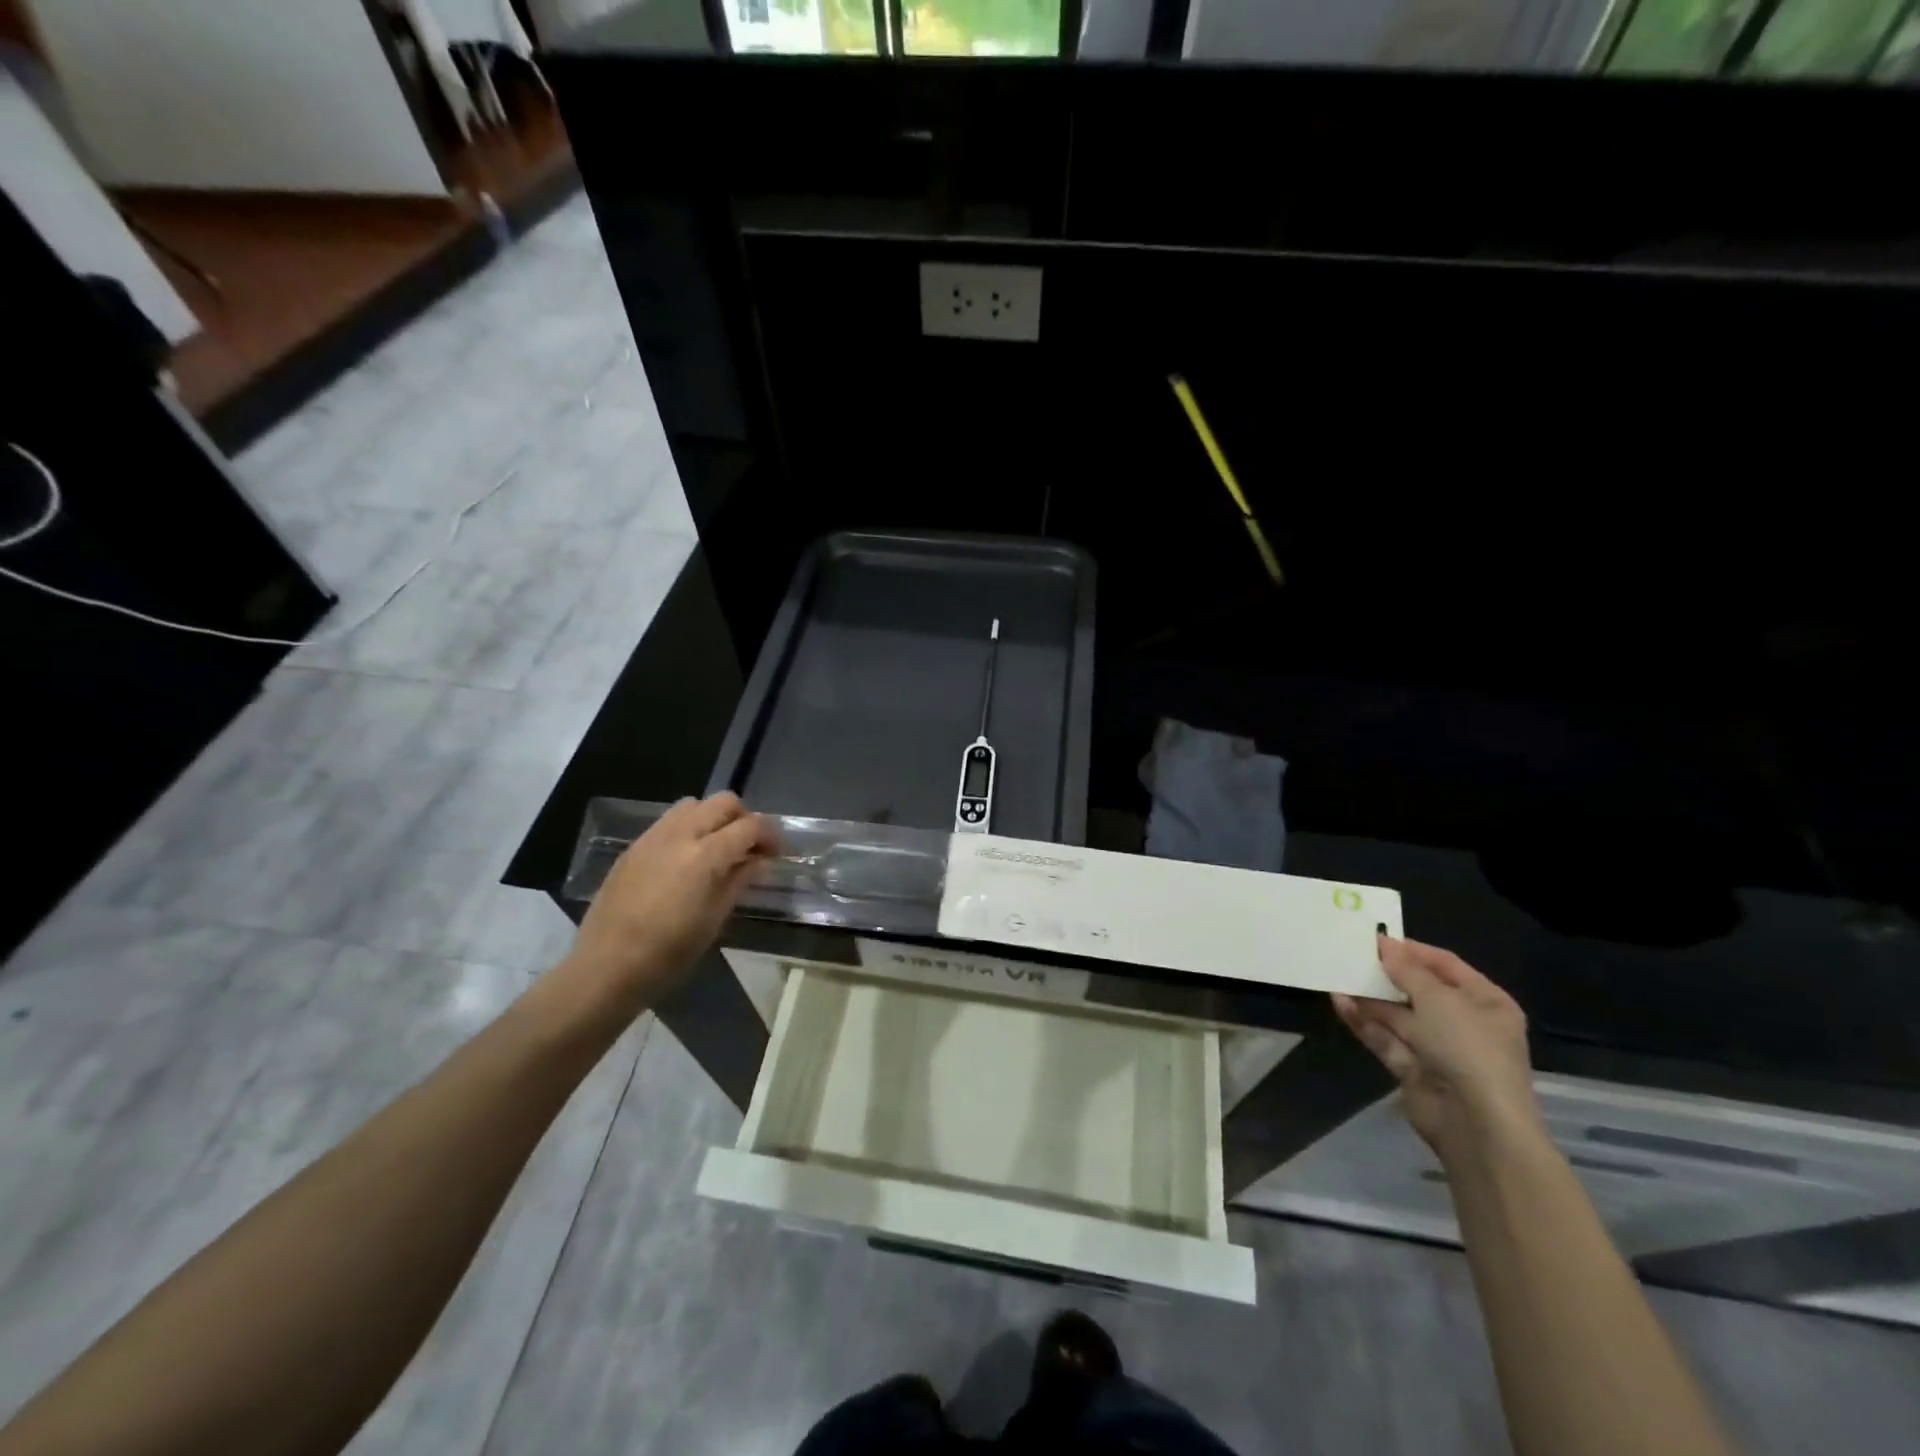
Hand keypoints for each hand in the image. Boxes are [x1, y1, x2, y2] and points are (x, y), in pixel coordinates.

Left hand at [564, 793, 776, 1014]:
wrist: (606, 966)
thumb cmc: (669, 952)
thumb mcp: (715, 919)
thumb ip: (739, 881)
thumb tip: (760, 861)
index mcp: (706, 855)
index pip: (750, 825)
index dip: (770, 835)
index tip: (776, 853)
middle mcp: (681, 834)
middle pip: (723, 802)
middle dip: (744, 818)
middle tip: (749, 847)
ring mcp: (653, 837)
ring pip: (694, 804)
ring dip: (714, 818)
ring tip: (717, 848)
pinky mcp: (634, 847)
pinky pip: (669, 821)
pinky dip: (688, 828)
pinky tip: (686, 859)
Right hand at [1333, 937, 1540, 1161]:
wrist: (1477, 1125)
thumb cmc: (1469, 1049)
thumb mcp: (1439, 1000)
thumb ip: (1407, 970)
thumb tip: (1384, 943)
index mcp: (1486, 1002)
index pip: (1445, 965)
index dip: (1411, 950)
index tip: (1374, 937)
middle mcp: (1464, 1023)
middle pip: (1418, 989)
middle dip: (1386, 973)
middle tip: (1350, 953)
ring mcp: (1437, 1048)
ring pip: (1397, 1014)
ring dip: (1369, 996)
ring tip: (1337, 973)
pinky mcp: (1413, 1068)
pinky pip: (1386, 1037)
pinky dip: (1364, 1021)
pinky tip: (1340, 1001)